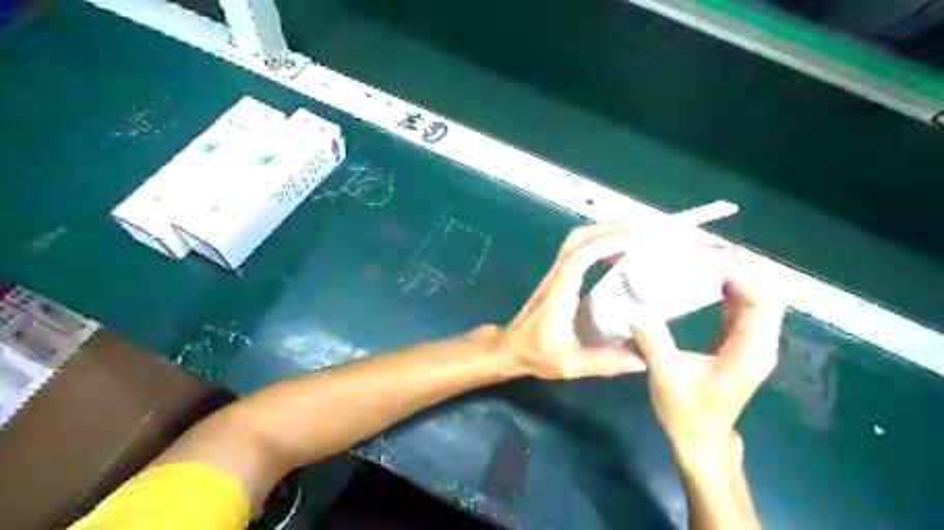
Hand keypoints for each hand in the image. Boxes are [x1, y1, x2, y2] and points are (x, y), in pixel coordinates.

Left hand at [502, 224, 650, 380]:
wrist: (511, 348)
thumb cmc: (536, 353)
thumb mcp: (569, 364)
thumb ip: (603, 362)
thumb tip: (641, 360)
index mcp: (559, 294)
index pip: (578, 258)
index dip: (603, 244)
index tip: (632, 240)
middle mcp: (556, 278)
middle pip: (577, 240)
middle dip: (607, 229)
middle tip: (639, 230)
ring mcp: (555, 275)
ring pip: (576, 242)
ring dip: (603, 233)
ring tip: (633, 236)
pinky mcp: (558, 278)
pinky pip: (578, 252)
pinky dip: (598, 244)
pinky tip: (617, 253)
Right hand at [630, 250, 785, 462]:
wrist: (701, 440)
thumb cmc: (686, 414)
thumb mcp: (666, 378)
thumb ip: (654, 342)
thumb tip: (634, 308)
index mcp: (751, 350)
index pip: (762, 298)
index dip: (738, 272)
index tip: (702, 258)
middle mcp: (761, 339)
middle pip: (772, 287)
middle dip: (742, 262)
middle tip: (702, 248)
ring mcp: (754, 338)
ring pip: (762, 290)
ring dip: (737, 268)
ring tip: (701, 254)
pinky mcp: (741, 338)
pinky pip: (745, 299)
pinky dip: (729, 281)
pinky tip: (702, 274)